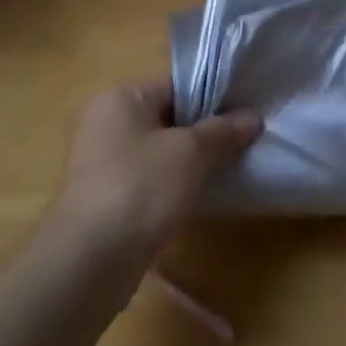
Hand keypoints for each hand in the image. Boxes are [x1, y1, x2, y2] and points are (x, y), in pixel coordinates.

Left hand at [50, 78, 261, 265]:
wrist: (91, 259)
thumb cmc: (141, 187)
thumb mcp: (190, 153)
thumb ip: (223, 131)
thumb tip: (254, 117)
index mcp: (121, 98)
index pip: (176, 85)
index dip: (214, 96)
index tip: (246, 112)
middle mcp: (105, 122)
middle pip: (167, 117)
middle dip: (204, 131)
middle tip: (243, 141)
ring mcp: (102, 162)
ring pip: (159, 151)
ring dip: (190, 161)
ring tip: (229, 168)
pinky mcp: (105, 197)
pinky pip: (148, 179)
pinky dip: (172, 185)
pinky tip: (199, 197)